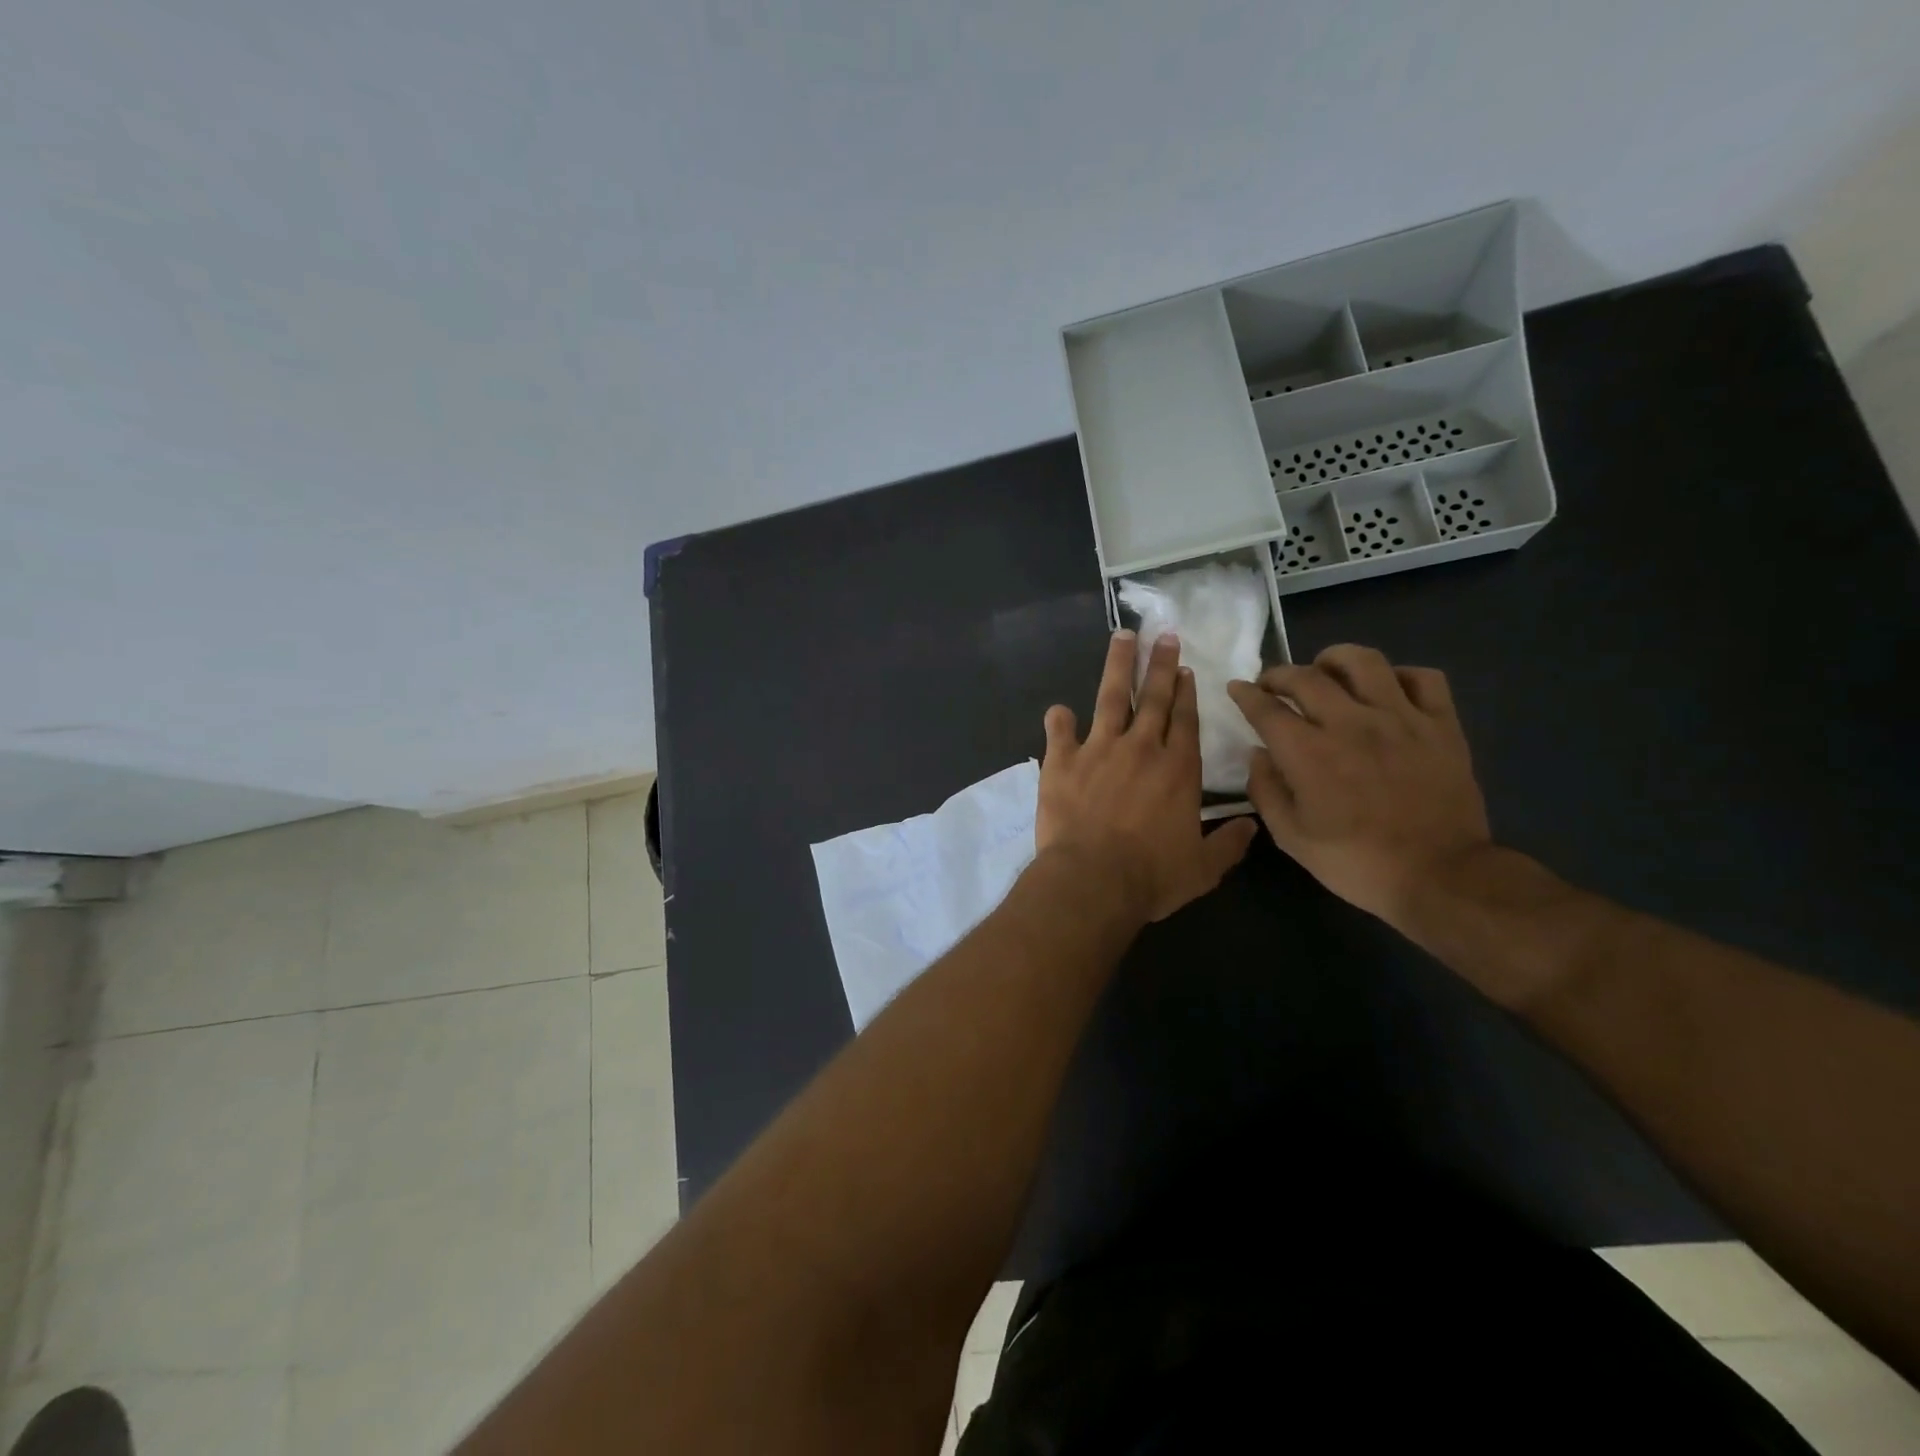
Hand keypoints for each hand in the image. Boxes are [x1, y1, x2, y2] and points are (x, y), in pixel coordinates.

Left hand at [1038, 631, 1257, 921]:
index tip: (1186, 670)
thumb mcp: (1203, 868)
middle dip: (1160, 664)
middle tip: (1163, 636)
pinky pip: (1059, 731)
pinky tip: (1058, 710)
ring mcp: (1098, 749)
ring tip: (1122, 637)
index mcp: (1178, 769)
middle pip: (1154, 697)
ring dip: (1118, 666)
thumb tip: (1253, 825)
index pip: (1185, 720)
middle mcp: (1141, 748)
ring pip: (1110, 697)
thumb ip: (1229, 844)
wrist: (1092, 880)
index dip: (1187, 693)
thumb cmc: (1151, 877)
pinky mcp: (1061, 761)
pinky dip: (1058, 719)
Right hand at [1226, 645, 1491, 927]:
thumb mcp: (1291, 837)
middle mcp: (1351, 723)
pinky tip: (1386, 690)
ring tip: (1326, 671)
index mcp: (1309, 753)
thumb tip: (1258, 753)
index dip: (1245, 694)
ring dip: (1334, 659)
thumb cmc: (1357, 862)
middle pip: (1306, 676)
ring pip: (1364, 661)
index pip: (1266, 708)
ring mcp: (1401, 719)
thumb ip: (1266, 790)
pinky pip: (1422, 678)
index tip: (1237, 688)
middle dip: (1279, 674)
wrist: (1440, 876)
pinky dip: (1398, 676)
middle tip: (1271, 684)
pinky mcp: (1441, 725)